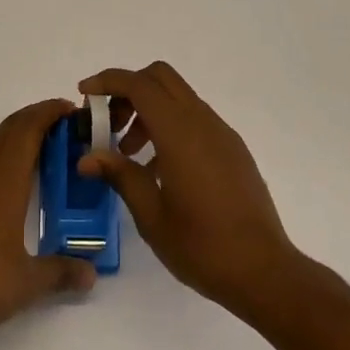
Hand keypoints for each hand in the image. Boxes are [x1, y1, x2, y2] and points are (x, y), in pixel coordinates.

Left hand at [0, 98, 97, 344]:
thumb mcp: (26, 283)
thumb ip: (60, 272)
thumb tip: (90, 274)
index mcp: (4, 178)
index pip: (28, 128)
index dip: (48, 112)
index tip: (68, 109)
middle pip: (7, 131)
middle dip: (32, 123)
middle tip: (57, 131)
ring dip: (8, 149)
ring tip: (29, 166)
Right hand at [78, 62, 302, 318]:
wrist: (265, 271)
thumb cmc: (203, 247)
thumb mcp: (151, 215)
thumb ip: (120, 175)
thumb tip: (87, 157)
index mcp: (179, 132)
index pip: (139, 84)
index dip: (108, 81)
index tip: (84, 95)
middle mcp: (202, 121)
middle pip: (160, 77)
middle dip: (128, 89)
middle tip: (108, 123)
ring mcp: (221, 133)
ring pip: (177, 96)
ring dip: (148, 109)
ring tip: (130, 153)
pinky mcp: (232, 148)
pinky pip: (194, 118)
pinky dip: (169, 125)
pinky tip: (160, 168)